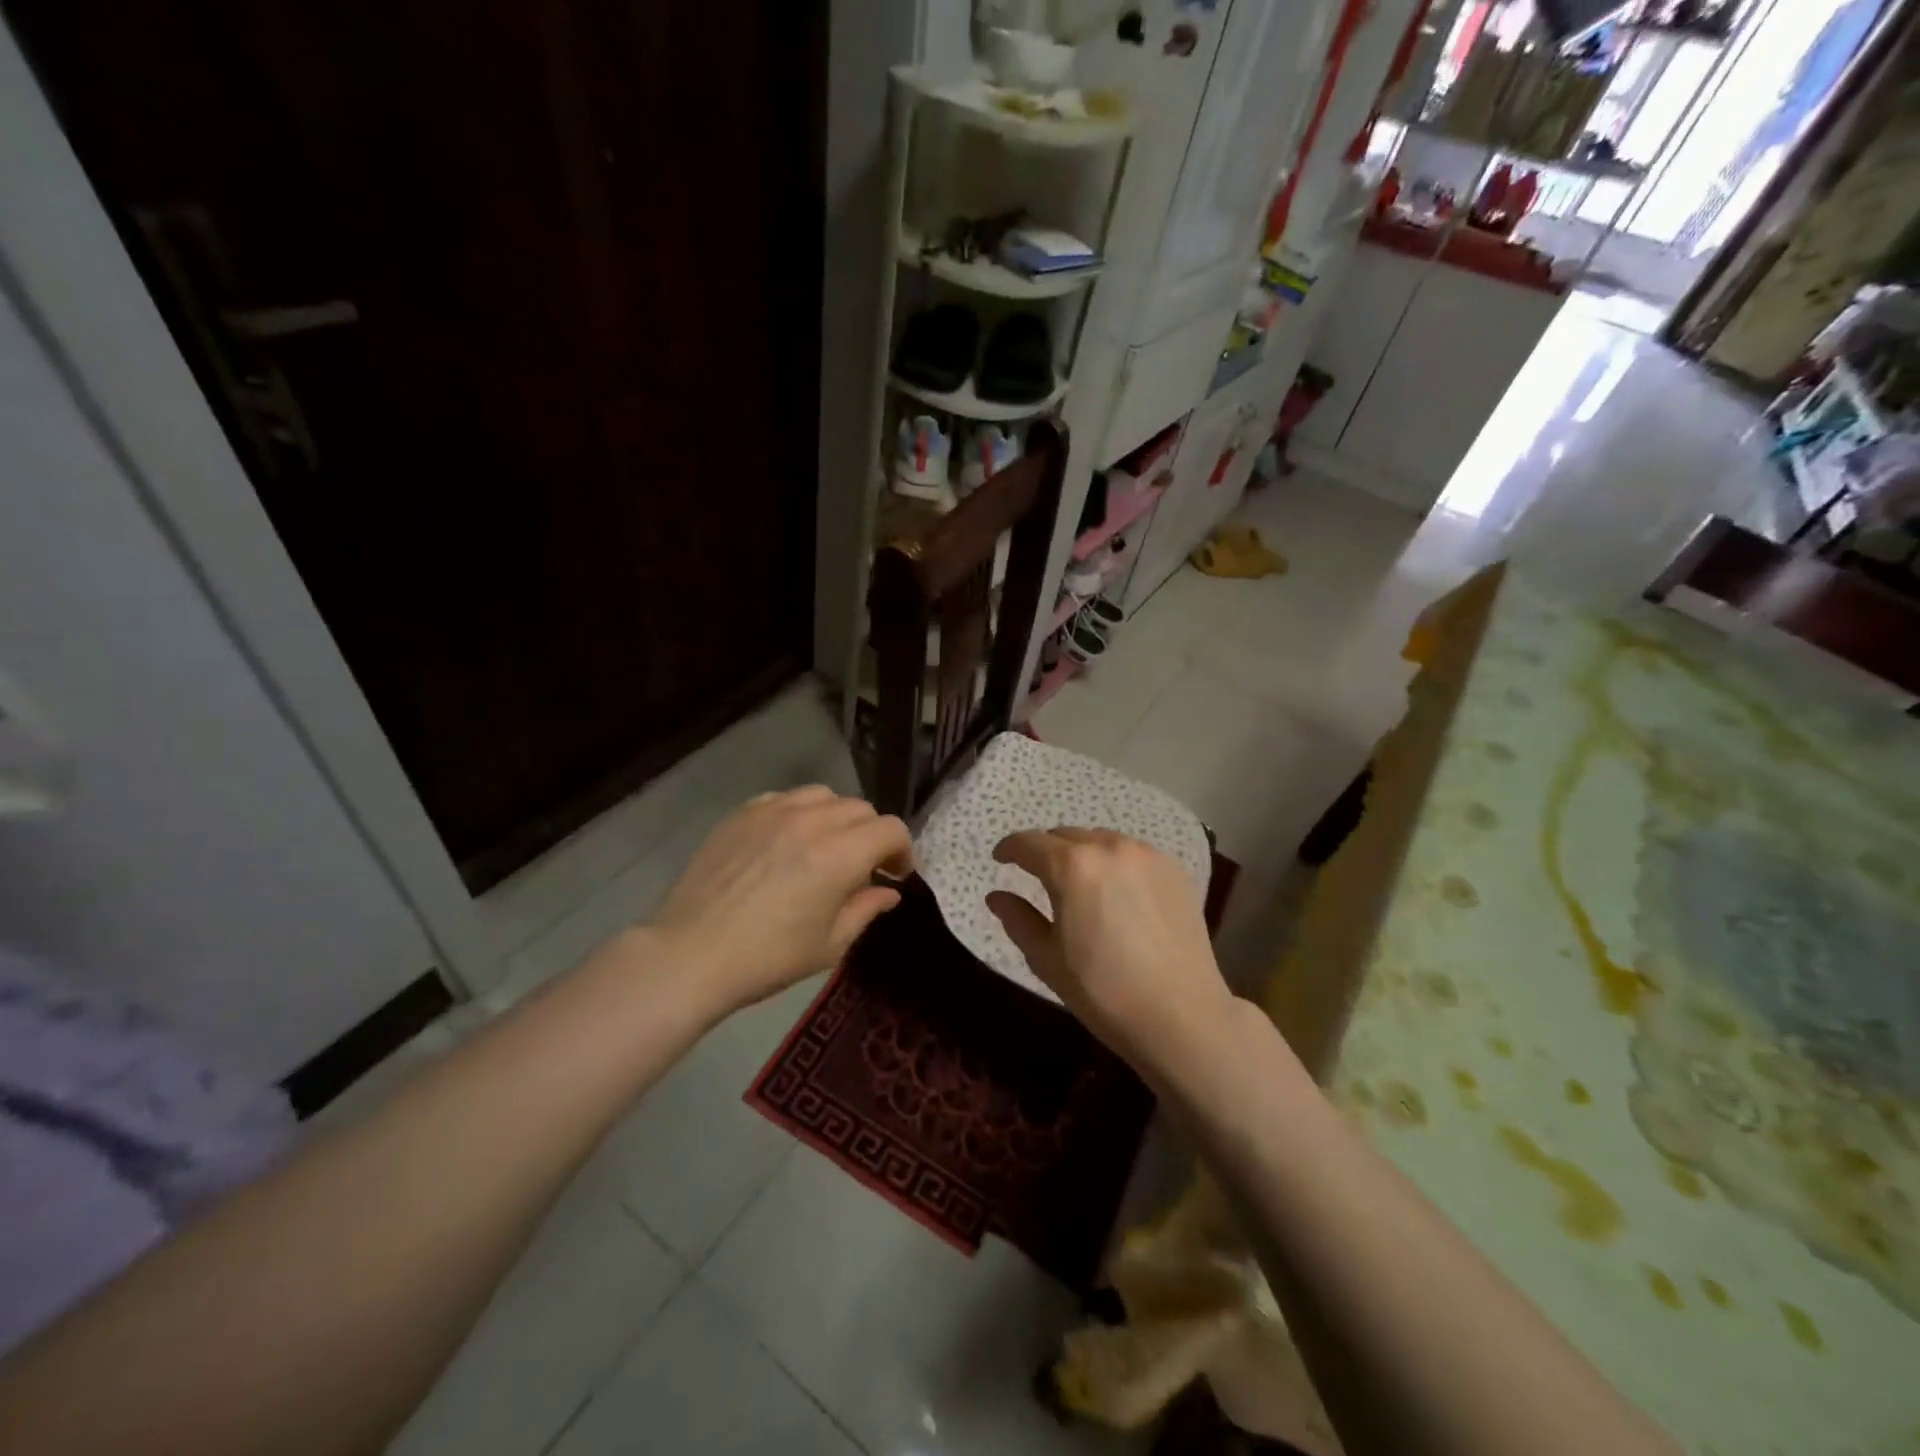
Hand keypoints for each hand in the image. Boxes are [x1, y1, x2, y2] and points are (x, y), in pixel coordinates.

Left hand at [649, 787, 911, 1016]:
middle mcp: (811, 821)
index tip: (894, 875)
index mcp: (839, 854)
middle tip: (862, 867)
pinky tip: (787, 841)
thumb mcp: (829, 944)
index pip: (890, 829)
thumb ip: (866, 909)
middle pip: (860, 808)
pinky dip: (799, 813)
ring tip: (825, 847)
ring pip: (824, 796)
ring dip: (836, 818)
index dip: (901, 850)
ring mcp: (773, 811)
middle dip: (871, 835)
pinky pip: (785, 798)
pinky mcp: (742, 813)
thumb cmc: (768, 958)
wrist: (691, 955)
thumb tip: (888, 891)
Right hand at [986, 828, 1235, 1081]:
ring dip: (1082, 852)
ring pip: (1101, 839)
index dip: (1009, 849)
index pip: (1029, 842)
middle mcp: (1109, 847)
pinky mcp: (1174, 869)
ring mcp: (1146, 855)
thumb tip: (996, 897)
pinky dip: (1114, 862)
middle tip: (1037, 875)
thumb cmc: (1102, 991)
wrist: (1180, 1015)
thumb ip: (1018, 919)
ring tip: (1079, 882)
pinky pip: (1132, 853)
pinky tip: (1116, 891)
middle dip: (1045, 850)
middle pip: (1065, 836)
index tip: (1000, 859)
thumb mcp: (1047, 958)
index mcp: (1071, 866)